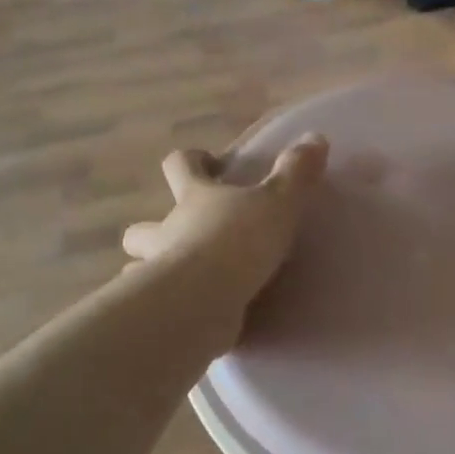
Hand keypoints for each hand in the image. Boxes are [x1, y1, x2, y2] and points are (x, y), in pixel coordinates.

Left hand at [121, 134, 329, 321]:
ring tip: (185, 281)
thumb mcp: (278, 203)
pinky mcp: (163, 311)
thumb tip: (315, 137)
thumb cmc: (238, 241)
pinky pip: (162, 307)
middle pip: (143, 226)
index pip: (178, 165)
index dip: (190, 161)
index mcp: (193, 198)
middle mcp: (167, 231)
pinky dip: (172, 308)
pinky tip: (192, 316)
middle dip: (154, 228)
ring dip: (154, 270)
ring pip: (139, 268)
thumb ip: (296, 173)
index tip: (208, 164)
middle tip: (186, 236)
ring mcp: (157, 273)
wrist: (205, 300)